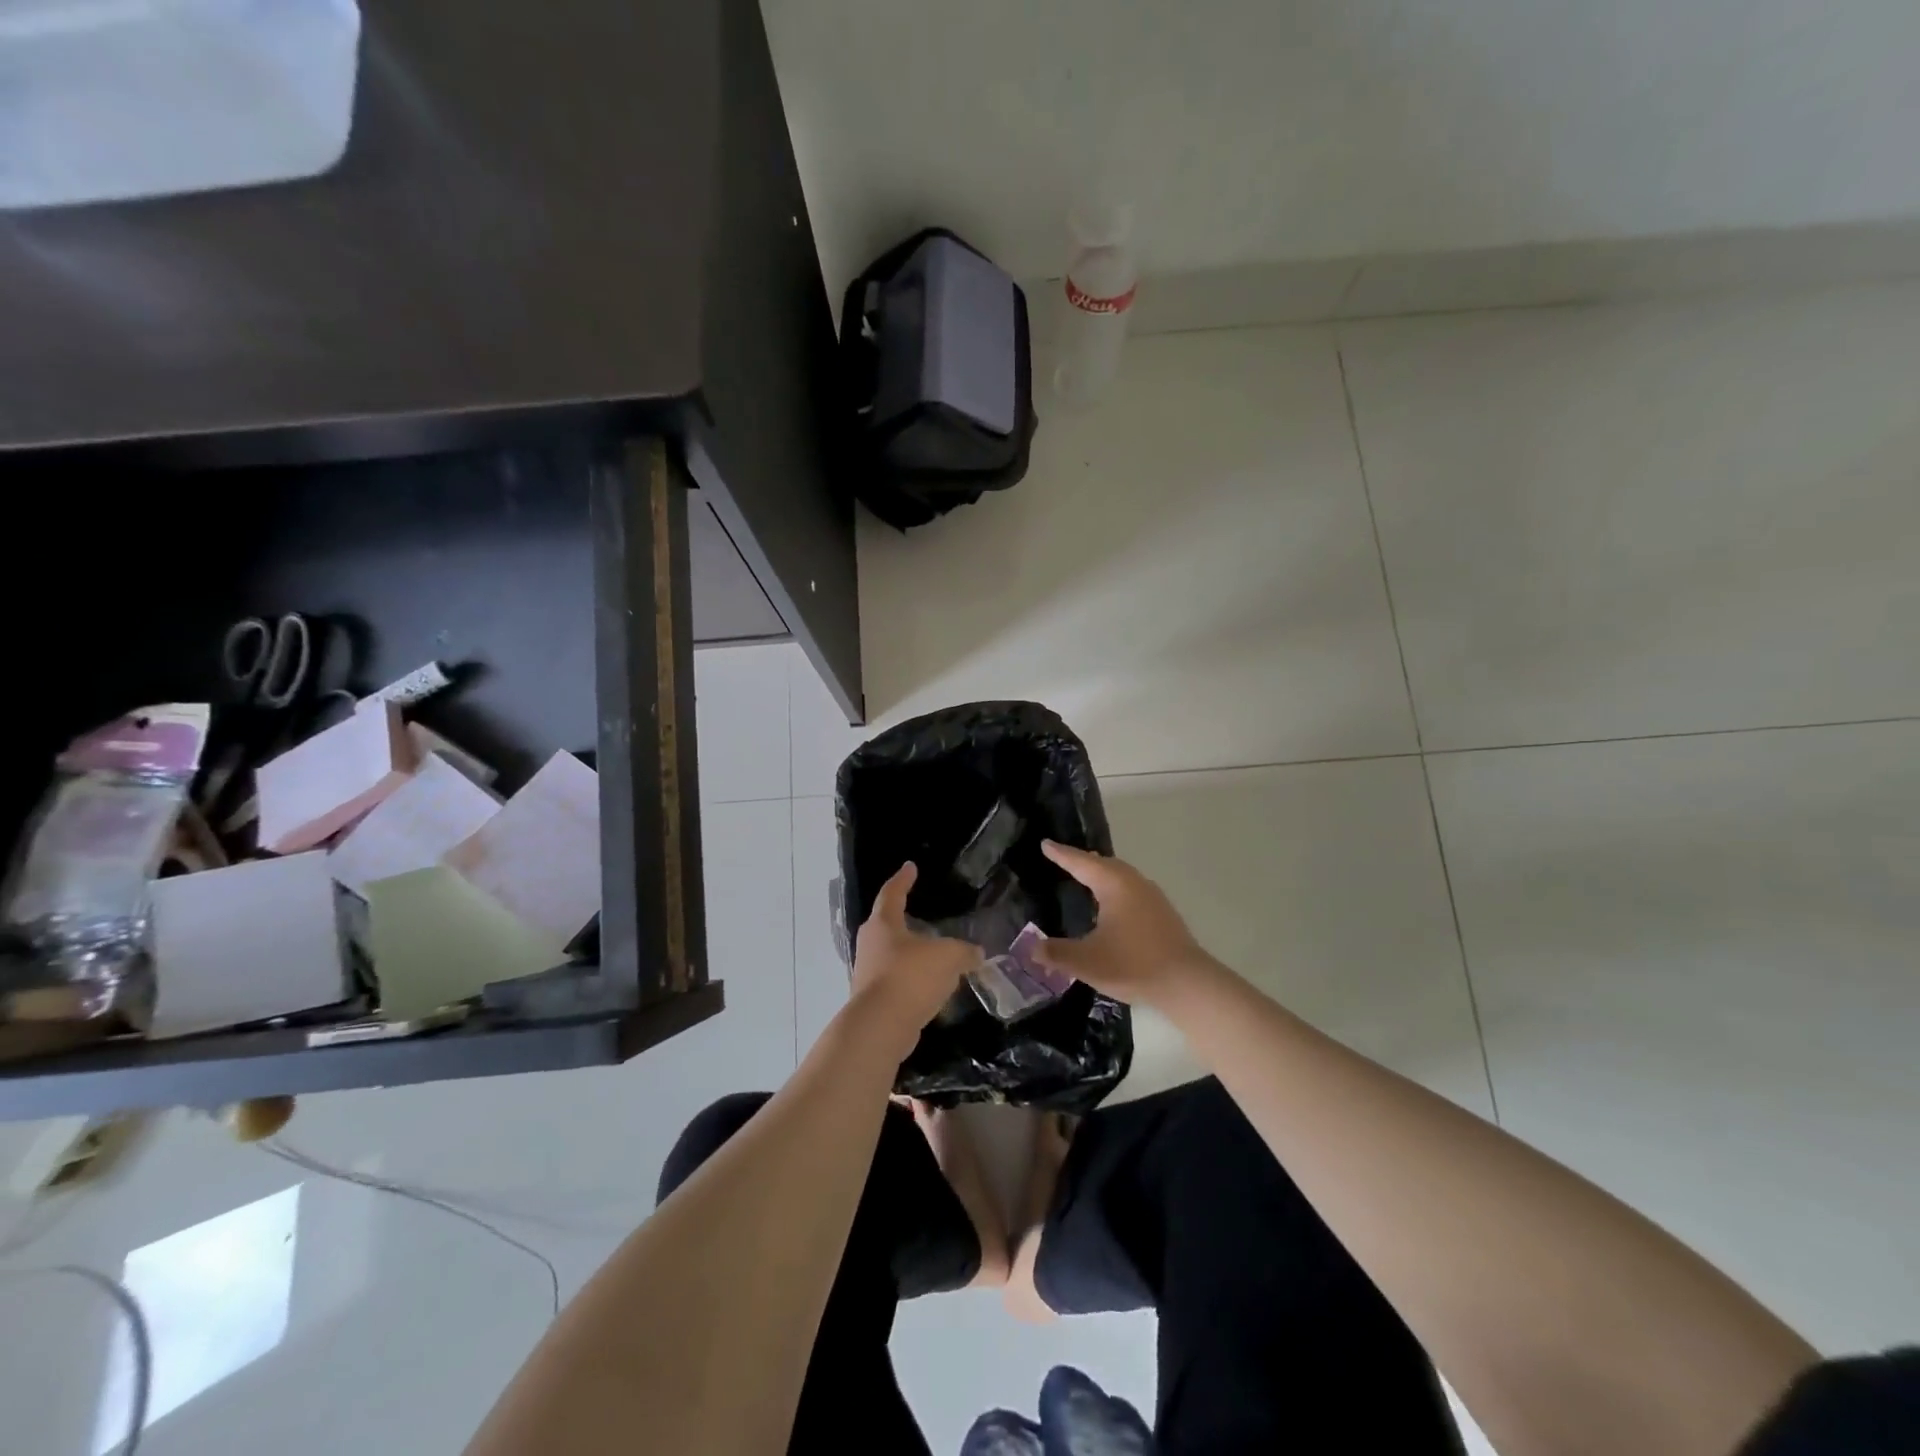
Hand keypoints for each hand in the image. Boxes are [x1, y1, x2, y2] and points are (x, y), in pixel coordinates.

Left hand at [850, 864, 981, 1060]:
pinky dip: (913, 980)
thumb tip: (976, 952)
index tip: (910, 867)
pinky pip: (897, 981)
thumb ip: (964, 951)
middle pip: (887, 925)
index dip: (903, 879)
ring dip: (911, 953)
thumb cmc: (910, 977)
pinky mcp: (874, 1000)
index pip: (892, 893)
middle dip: (904, 918)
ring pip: (892, 955)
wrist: (880, 1027)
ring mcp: (868, 973)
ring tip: (933, 953)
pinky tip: (931, 986)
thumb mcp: (947, 957)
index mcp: (883, 924)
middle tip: (921, 912)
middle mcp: (870, 944)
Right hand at [1031, 841, 1216, 1005]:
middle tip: (1063, 858)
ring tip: (1086, 877)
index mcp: (1113, 884)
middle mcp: (1133, 882)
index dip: (1061, 854)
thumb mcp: (1086, 962)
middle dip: (1082, 861)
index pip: (1080, 863)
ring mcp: (1152, 896)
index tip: (1045, 844)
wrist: (1187, 983)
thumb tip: (1031, 947)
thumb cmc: (1133, 965)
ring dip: (1101, 874)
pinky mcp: (1163, 912)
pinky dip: (1115, 888)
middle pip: (1103, 864)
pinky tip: (1112, 905)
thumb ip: (1056, 953)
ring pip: (1120, 876)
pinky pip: (1131, 889)